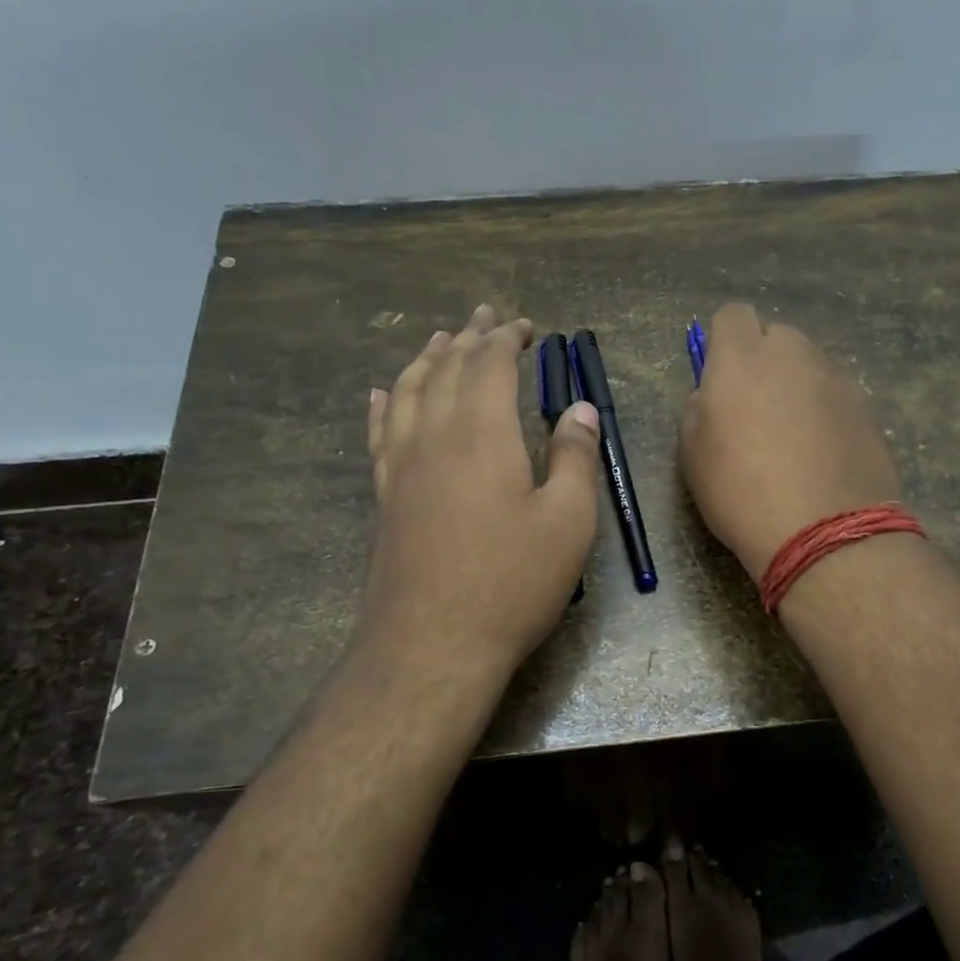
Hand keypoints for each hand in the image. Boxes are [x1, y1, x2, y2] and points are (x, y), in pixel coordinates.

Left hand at [361, 304, 602, 675]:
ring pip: (408, 393)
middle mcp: (435, 437)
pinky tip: (381, 393)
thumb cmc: (511, 582)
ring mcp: (402, 467)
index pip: (490, 365)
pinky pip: (380, 434)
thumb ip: (573, 457)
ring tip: (439, 339)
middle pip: (447, 370)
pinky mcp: (385, 497)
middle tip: (484, 315)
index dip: (508, 339)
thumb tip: (578, 409)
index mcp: (482, 434)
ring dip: (426, 360)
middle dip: (469, 337)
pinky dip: (384, 405)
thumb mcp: (567, 521)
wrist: (432, 645)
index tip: (527, 326)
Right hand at [679, 304, 900, 577]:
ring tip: (793, 439)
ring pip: (810, 366)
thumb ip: (700, 407)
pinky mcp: (867, 407)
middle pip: (777, 337)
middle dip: (765, 362)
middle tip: (756, 411)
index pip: (733, 315)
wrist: (822, 532)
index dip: (724, 341)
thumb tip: (715, 395)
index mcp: (741, 358)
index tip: (720, 377)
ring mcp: (836, 378)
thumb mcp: (692, 453)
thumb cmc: (740, 492)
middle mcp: (793, 355)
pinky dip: (825, 413)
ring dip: (797, 387)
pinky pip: (836, 396)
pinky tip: (822, 456)